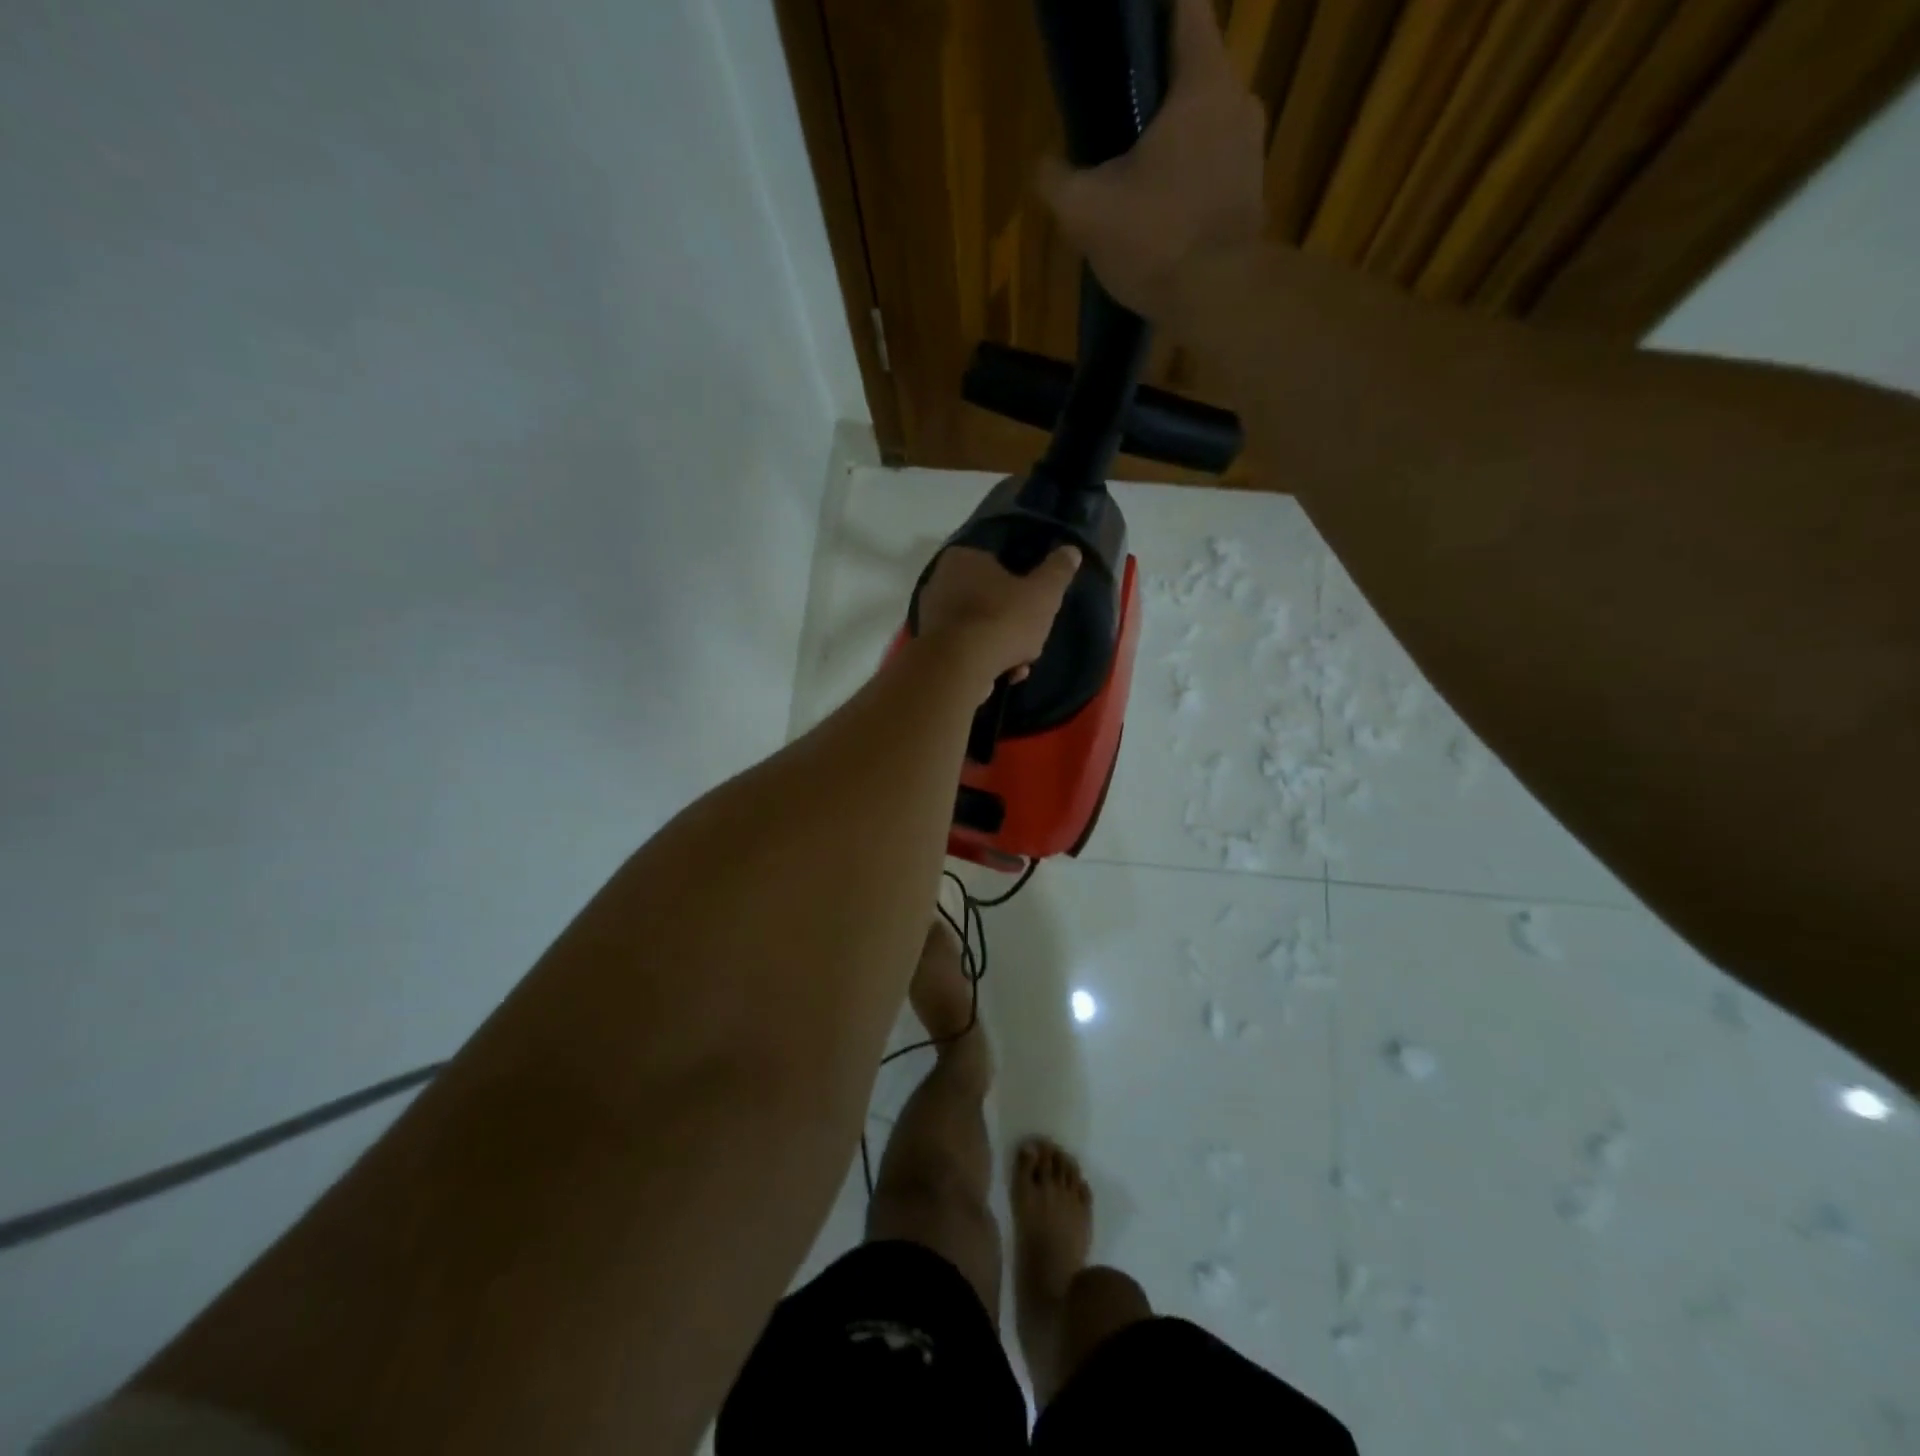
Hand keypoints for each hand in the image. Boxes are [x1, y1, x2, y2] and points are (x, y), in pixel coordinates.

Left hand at [916, 544, 1082, 700]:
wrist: (959, 667)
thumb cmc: (1002, 620)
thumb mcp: (1043, 593)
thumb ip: (1058, 571)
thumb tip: (1071, 551)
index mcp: (963, 557)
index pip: (998, 564)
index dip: (1022, 587)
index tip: (1036, 608)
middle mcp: (940, 581)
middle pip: (990, 600)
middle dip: (1013, 624)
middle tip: (1030, 640)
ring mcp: (931, 616)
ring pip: (979, 628)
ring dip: (1002, 648)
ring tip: (1018, 666)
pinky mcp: (929, 648)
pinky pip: (965, 650)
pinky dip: (984, 661)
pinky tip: (1002, 675)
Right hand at [1039, 0, 1265, 320]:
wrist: (1217, 300)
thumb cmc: (1154, 240)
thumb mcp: (1086, 211)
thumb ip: (1057, 181)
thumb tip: (1042, 167)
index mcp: (1202, 82)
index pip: (1186, 8)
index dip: (1155, 10)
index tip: (1128, 30)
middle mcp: (1239, 101)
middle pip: (1196, 71)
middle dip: (1158, 88)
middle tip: (1120, 115)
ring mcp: (1252, 151)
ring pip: (1207, 124)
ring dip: (1176, 138)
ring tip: (1138, 169)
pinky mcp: (1254, 196)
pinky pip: (1216, 167)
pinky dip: (1191, 176)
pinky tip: (1163, 207)